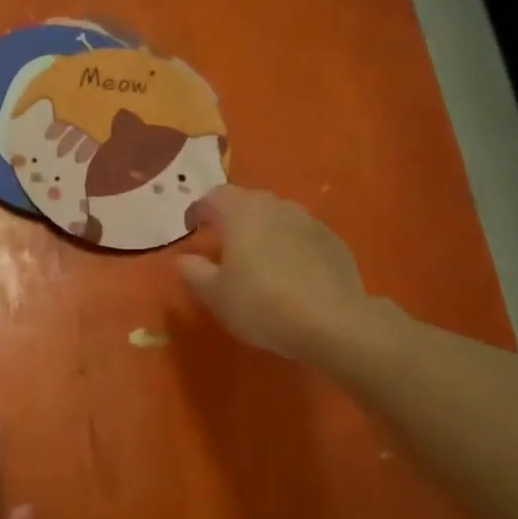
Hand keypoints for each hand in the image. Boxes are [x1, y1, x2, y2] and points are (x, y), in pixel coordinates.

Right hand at [179, 185, 389, 362]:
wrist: (332, 322)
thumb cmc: (261, 304)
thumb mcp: (214, 294)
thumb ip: (193, 271)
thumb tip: (184, 258)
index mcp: (241, 212)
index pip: (212, 196)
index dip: (197, 210)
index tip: (191, 229)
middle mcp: (276, 206)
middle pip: (247, 202)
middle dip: (231, 218)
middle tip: (222, 244)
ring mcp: (309, 221)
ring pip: (276, 217)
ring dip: (262, 231)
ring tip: (257, 260)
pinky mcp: (333, 240)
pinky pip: (300, 235)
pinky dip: (288, 246)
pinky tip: (289, 274)